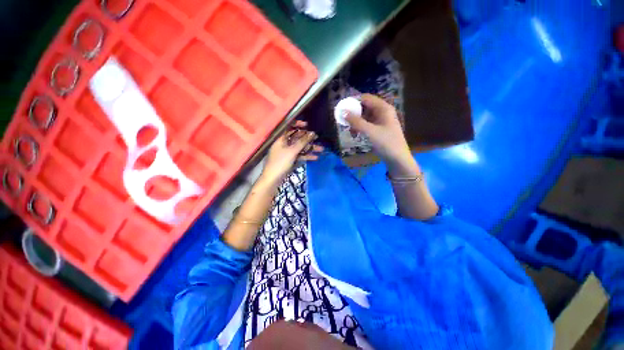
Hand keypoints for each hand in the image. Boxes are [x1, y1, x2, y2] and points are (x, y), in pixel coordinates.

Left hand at [262, 121, 323, 182]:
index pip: (289, 128)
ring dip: (310, 148)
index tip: (307, 125)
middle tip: (317, 138)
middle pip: (297, 138)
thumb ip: (302, 142)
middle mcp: (284, 144)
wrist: (273, 179)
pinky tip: (315, 157)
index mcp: (281, 139)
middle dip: (307, 138)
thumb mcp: (292, 151)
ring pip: (300, 148)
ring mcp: (287, 152)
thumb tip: (312, 133)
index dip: (297, 125)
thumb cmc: (280, 162)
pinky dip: (306, 156)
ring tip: (321, 149)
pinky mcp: (290, 160)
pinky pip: (299, 155)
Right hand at [345, 94, 411, 164]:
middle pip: (365, 107)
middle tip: (343, 120)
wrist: (397, 159)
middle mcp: (382, 112)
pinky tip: (355, 134)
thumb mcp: (370, 132)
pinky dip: (360, 128)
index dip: (353, 101)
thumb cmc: (386, 143)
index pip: (366, 98)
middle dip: (354, 113)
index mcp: (383, 108)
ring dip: (356, 122)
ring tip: (349, 130)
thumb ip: (356, 122)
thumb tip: (343, 112)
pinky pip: (367, 125)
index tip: (342, 107)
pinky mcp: (379, 130)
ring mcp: (381, 121)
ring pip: (365, 117)